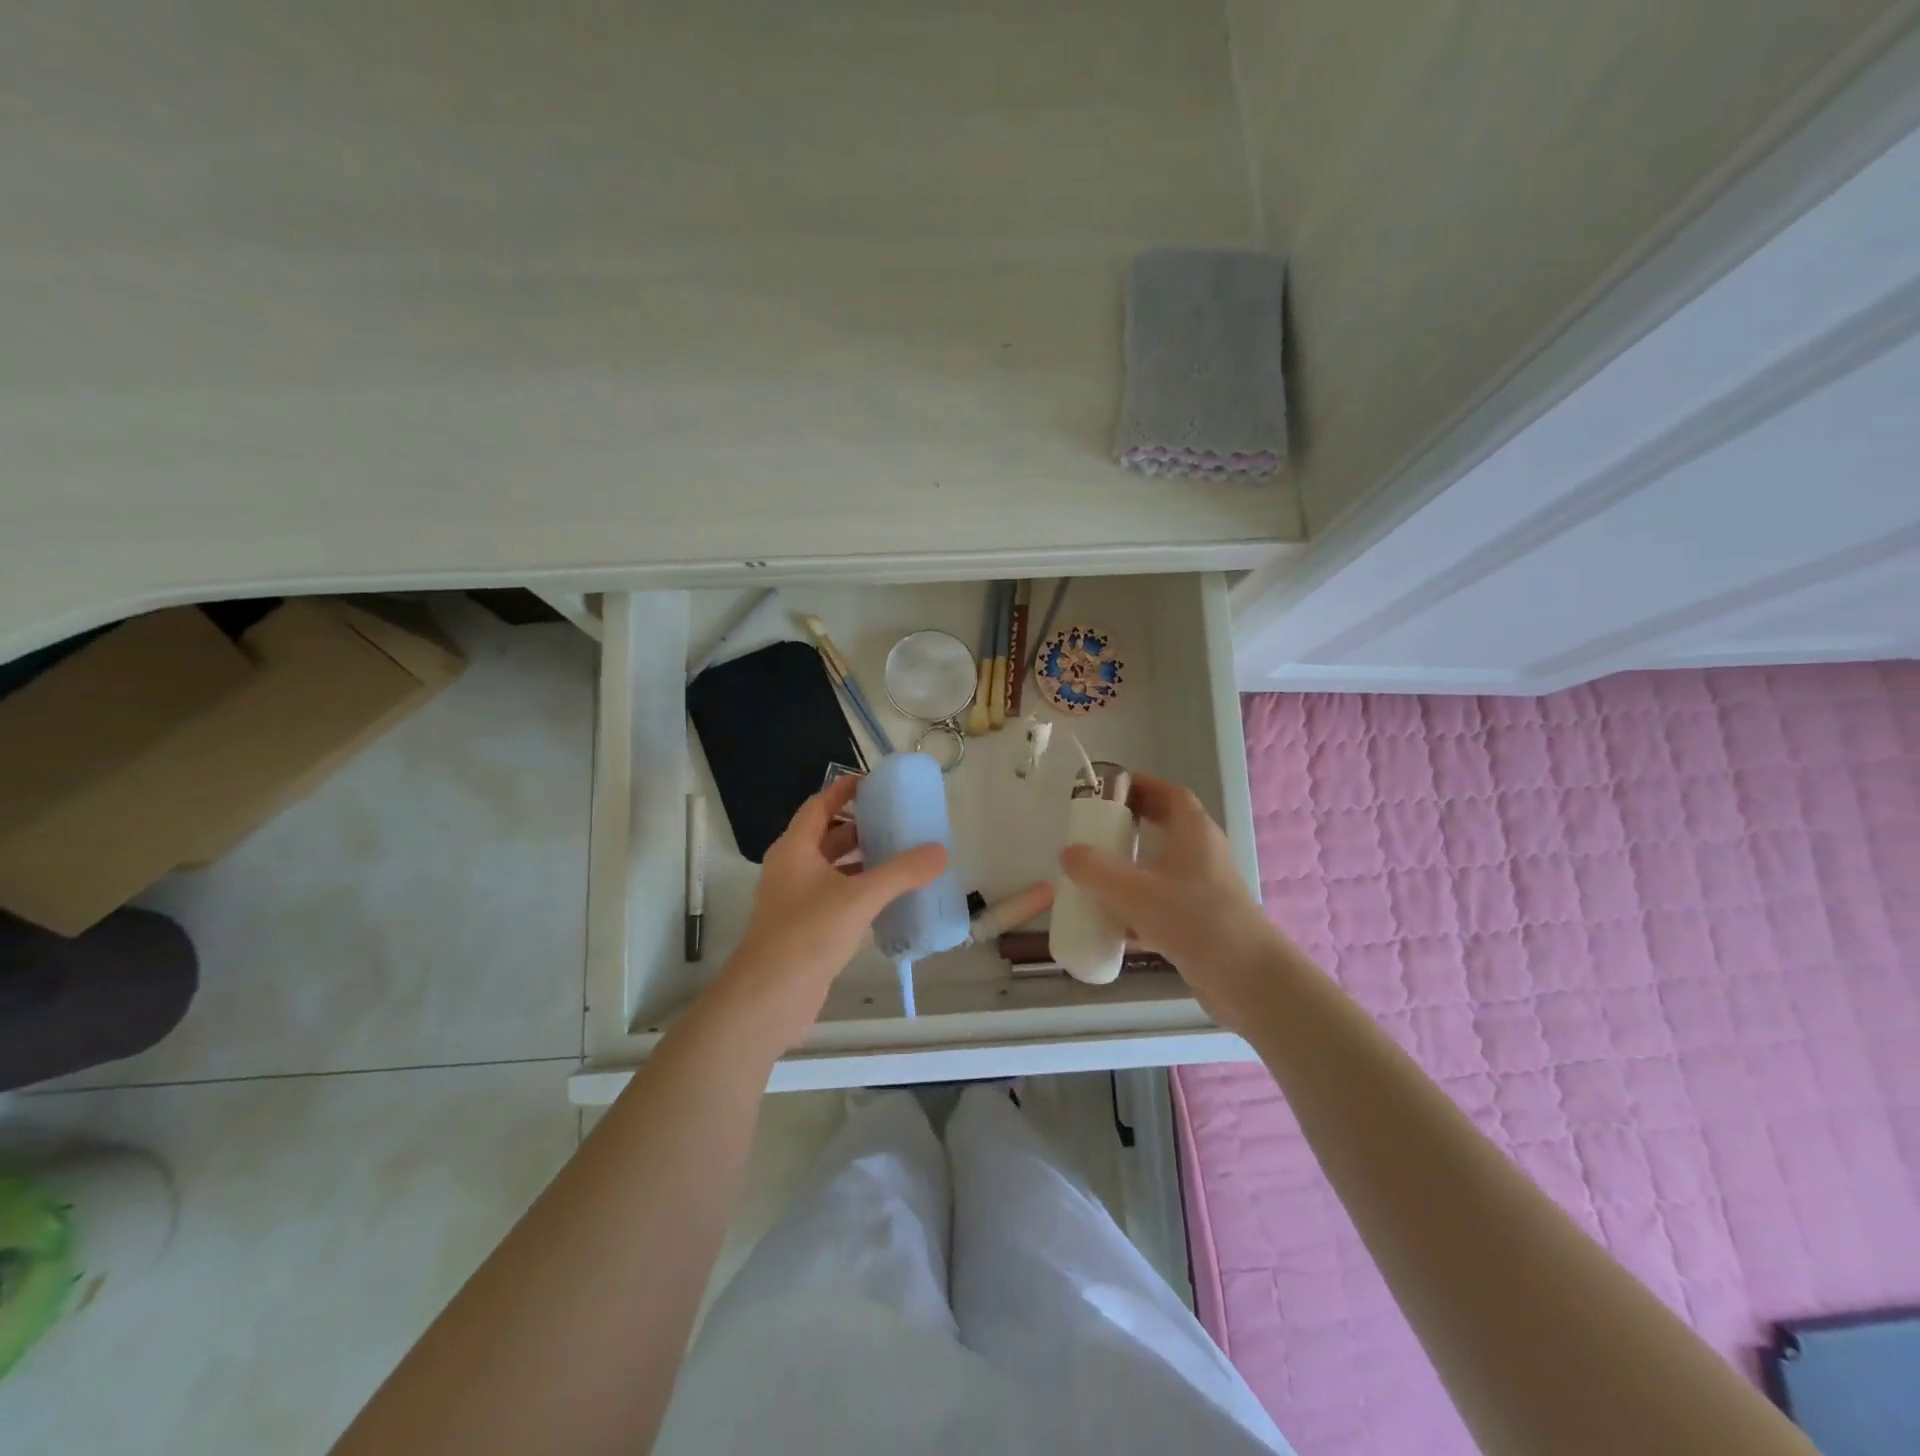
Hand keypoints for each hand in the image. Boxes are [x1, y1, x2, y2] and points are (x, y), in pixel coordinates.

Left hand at [710, 774, 946, 1049]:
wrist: (768, 998)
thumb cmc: (807, 935)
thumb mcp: (859, 897)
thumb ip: (901, 873)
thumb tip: (940, 852)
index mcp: (795, 849)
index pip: (819, 805)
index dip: (844, 791)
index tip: (875, 782)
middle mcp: (792, 869)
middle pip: (827, 835)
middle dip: (860, 826)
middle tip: (898, 821)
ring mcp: (796, 900)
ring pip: (833, 869)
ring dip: (862, 860)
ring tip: (901, 855)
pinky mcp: (805, 928)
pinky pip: (836, 896)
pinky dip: (860, 890)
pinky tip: (888, 899)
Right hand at [1059, 771, 1292, 1035]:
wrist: (1247, 979)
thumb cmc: (1193, 919)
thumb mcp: (1134, 891)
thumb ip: (1095, 870)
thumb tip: (1068, 853)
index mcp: (1194, 832)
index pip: (1170, 794)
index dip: (1142, 785)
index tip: (1110, 787)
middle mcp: (1202, 854)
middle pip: (1166, 827)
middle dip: (1133, 824)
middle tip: (1097, 828)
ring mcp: (1204, 889)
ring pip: (1164, 866)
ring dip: (1133, 866)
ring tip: (1097, 873)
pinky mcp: (1201, 920)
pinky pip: (1164, 901)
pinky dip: (1139, 905)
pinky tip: (1112, 924)